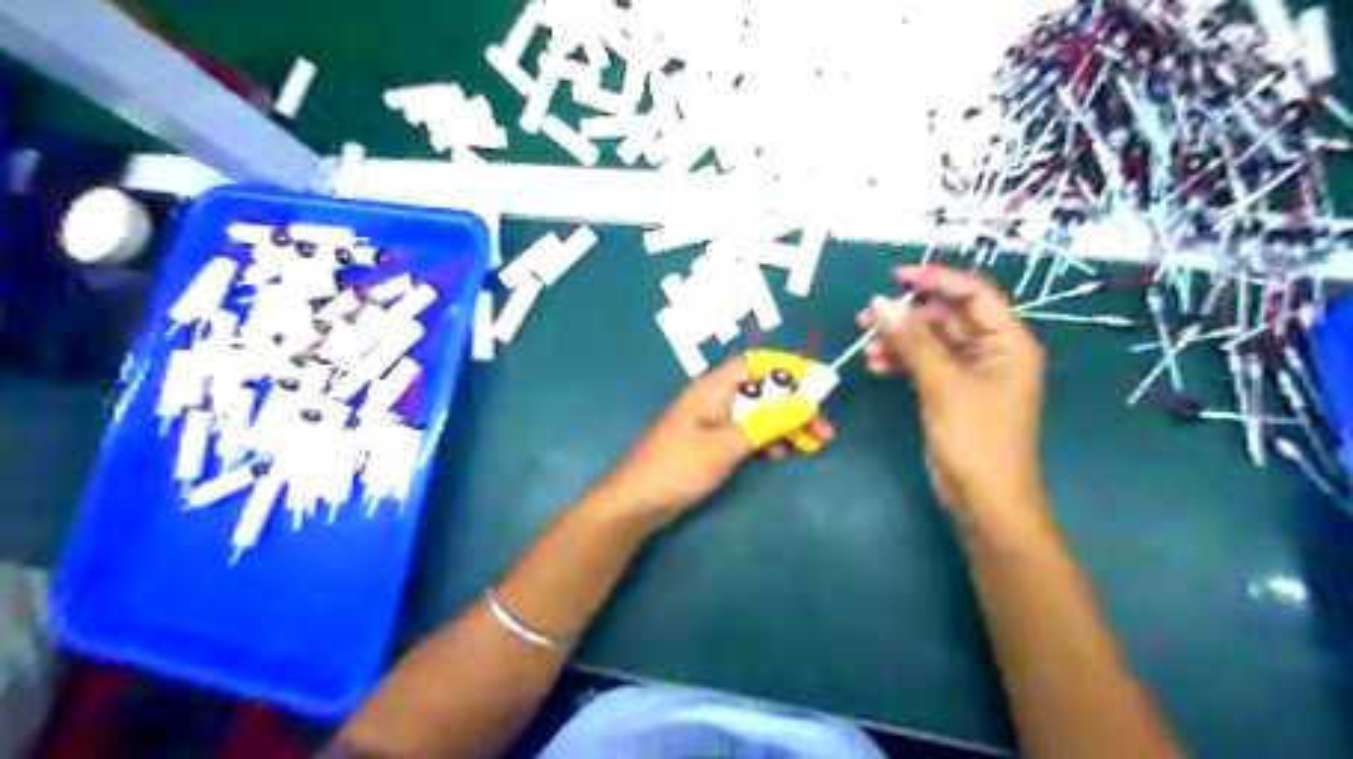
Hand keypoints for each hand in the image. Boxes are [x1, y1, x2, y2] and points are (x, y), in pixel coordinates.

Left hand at [606, 356, 836, 530]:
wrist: (637, 502)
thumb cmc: (679, 467)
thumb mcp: (727, 445)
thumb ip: (767, 423)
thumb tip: (806, 404)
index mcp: (713, 388)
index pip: (757, 363)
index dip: (789, 370)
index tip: (819, 386)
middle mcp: (714, 398)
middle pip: (762, 390)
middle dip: (794, 405)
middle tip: (823, 430)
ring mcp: (713, 421)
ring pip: (757, 413)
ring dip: (784, 425)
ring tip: (810, 445)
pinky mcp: (712, 442)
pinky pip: (746, 432)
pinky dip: (765, 440)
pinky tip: (778, 455)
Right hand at [854, 267, 1043, 527]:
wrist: (985, 500)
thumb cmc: (975, 438)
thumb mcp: (943, 384)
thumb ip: (913, 340)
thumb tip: (881, 302)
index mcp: (1007, 341)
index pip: (973, 293)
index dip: (936, 279)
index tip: (895, 277)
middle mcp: (992, 351)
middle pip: (947, 317)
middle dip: (907, 315)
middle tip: (866, 318)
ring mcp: (971, 374)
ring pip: (931, 342)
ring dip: (899, 341)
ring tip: (866, 347)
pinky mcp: (952, 393)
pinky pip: (925, 365)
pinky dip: (902, 362)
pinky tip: (876, 366)